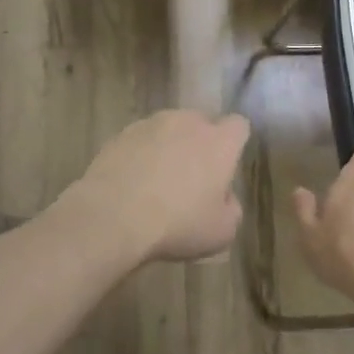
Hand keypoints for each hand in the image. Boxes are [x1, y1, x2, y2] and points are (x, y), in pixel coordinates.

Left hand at [60, 110, 252, 264]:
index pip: (239, 125)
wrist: (114, 215)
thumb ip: (231, 208)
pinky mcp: (121, 134)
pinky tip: (133, 182)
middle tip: (192, 177)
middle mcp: (188, 122)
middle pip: (201, 123)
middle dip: (200, 143)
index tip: (226, 165)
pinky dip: (141, 154)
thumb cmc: (178, 223)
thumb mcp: (221, 231)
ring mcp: (151, 124)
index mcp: (220, 142)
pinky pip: (140, 139)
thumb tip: (224, 198)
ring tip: (157, 180)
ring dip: (169, 146)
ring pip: (169, 129)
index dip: (234, 143)